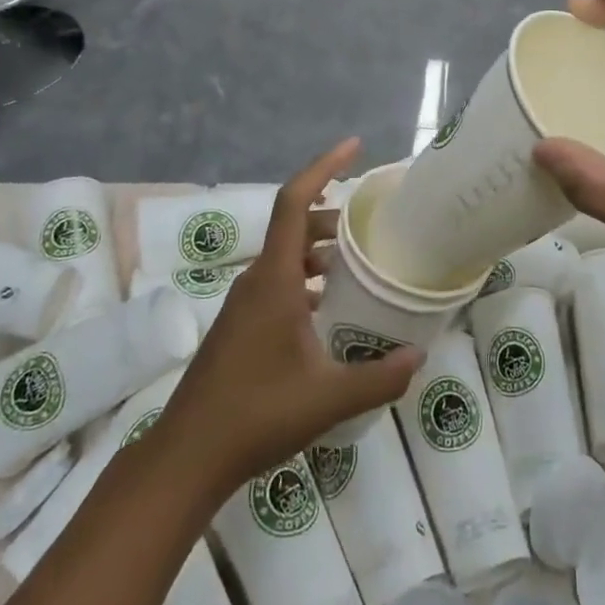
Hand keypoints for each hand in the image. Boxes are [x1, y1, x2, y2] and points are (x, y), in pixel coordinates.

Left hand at [155, 139, 421, 490]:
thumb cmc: (255, 416)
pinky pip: (278, 282)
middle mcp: (257, 280)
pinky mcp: (240, 325)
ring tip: (358, 266)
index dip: (323, 166)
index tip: (354, 146)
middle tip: (372, 226)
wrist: (185, 458)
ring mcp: (244, 303)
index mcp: (274, 279)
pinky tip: (328, 309)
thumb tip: (419, 358)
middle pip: (295, 225)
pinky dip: (306, 279)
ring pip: (286, 256)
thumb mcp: (327, 399)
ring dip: (320, 251)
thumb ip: (378, 378)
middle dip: (333, 216)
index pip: (295, 201)